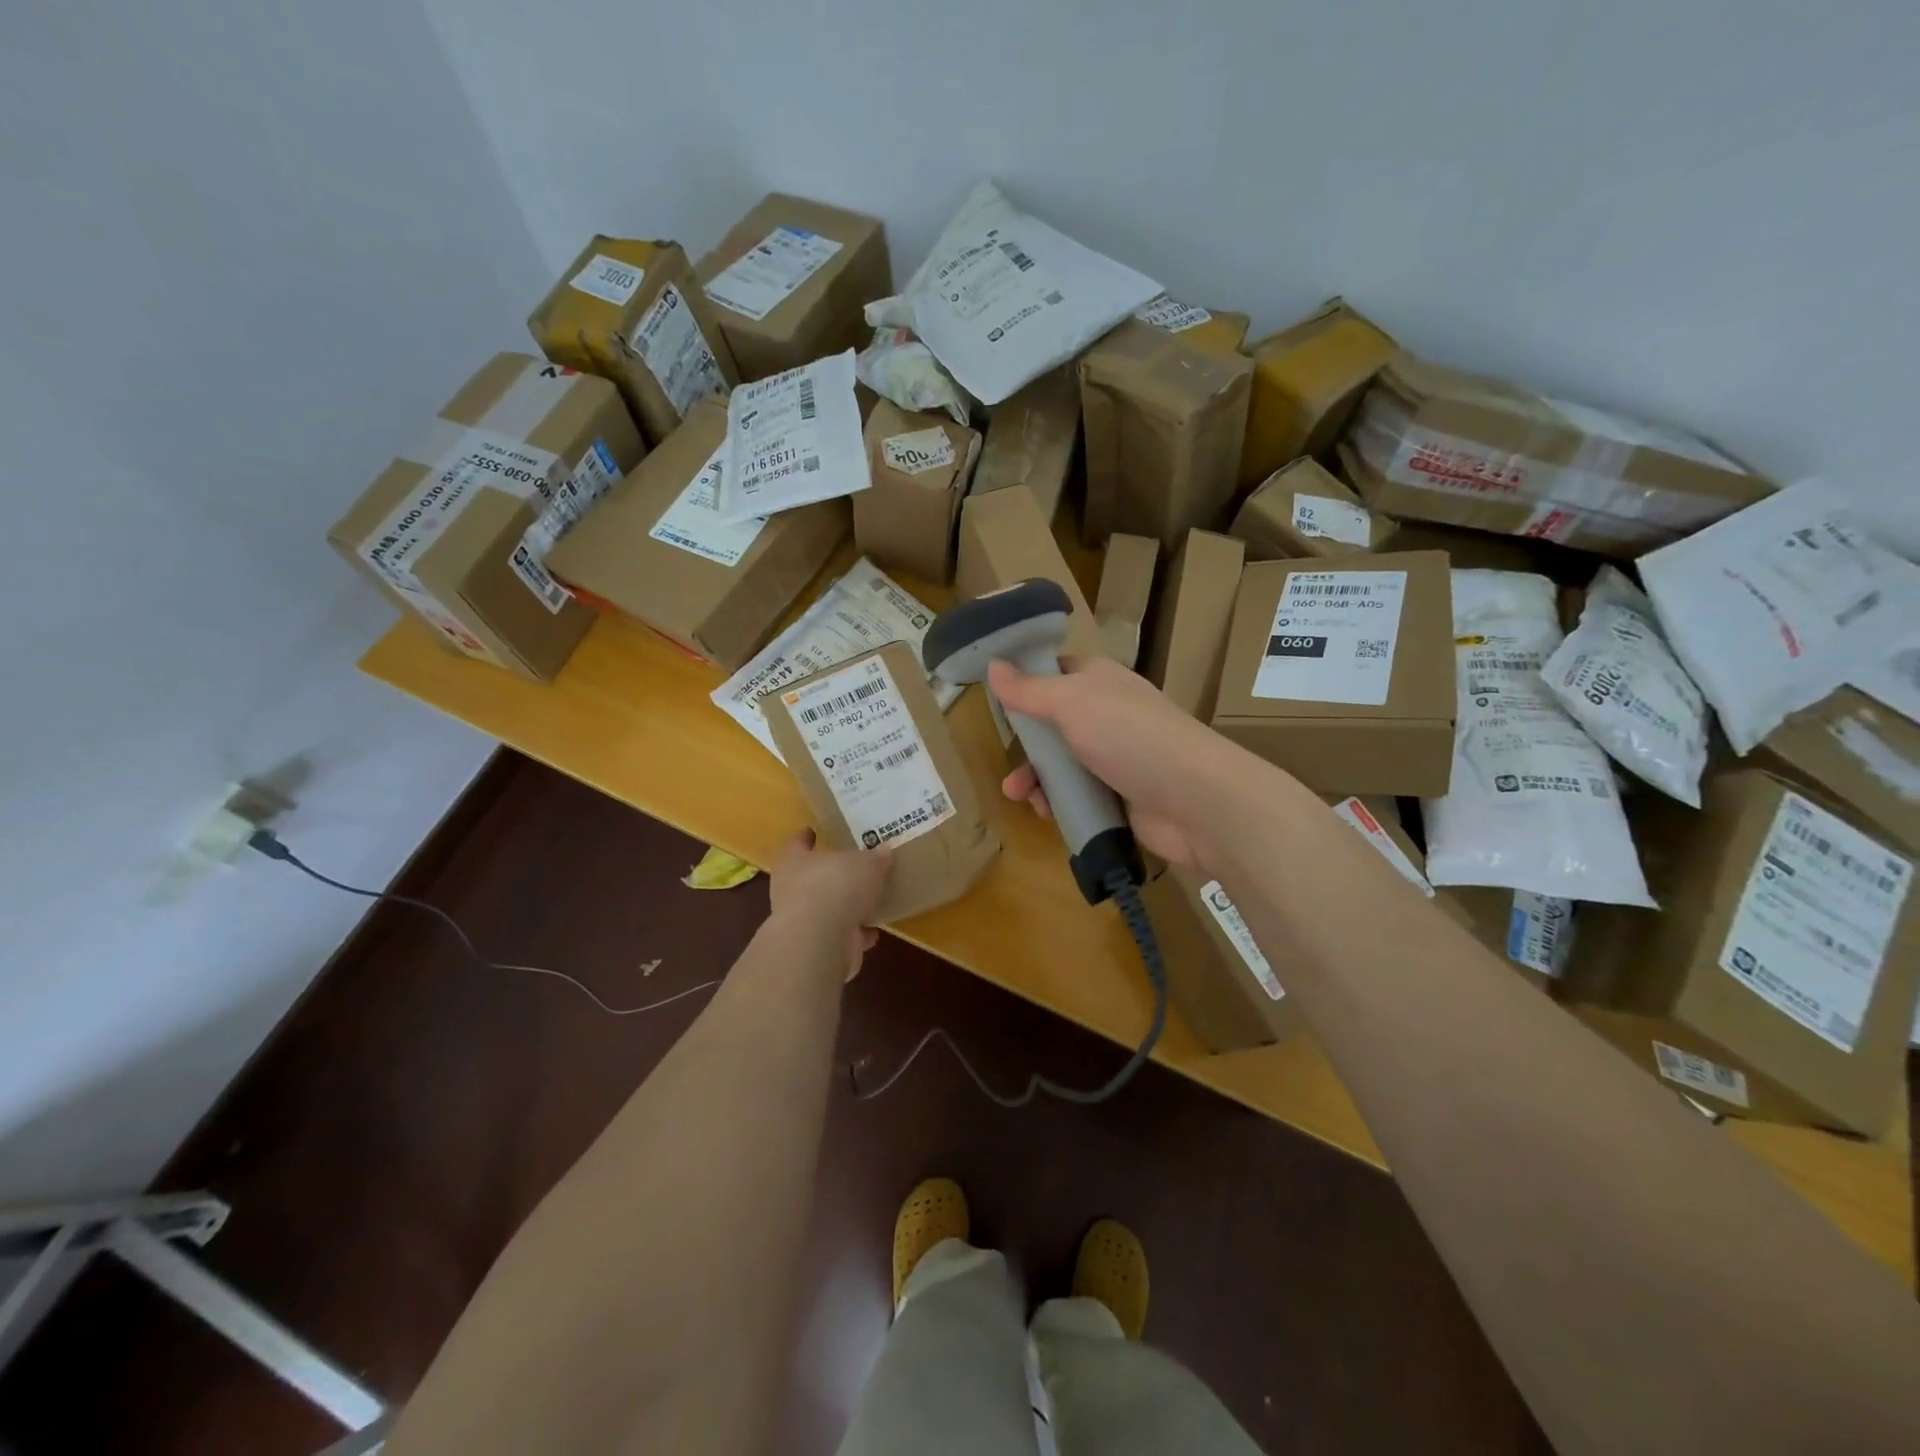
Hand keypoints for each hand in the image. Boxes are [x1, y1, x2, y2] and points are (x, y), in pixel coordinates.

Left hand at [768, 830, 891, 977]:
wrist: (820, 941)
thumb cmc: (836, 886)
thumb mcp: (865, 863)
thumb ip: (875, 858)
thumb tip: (884, 851)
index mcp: (794, 861)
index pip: (796, 843)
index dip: (805, 837)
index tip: (813, 831)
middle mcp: (791, 890)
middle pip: (810, 877)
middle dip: (830, 875)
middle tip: (851, 867)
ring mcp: (802, 922)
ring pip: (825, 909)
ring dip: (843, 907)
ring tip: (868, 901)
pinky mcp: (816, 947)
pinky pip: (839, 935)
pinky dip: (854, 934)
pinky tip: (873, 932)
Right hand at [988, 656, 1241, 869]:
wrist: (1194, 800)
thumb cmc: (1129, 736)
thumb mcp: (1071, 703)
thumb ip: (1029, 689)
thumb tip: (993, 665)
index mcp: (1100, 681)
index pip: (1056, 672)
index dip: (1027, 682)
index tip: (996, 698)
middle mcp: (1108, 715)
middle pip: (1054, 724)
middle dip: (1027, 744)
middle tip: (1008, 760)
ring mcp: (1116, 758)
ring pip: (1063, 764)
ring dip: (1037, 779)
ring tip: (1019, 795)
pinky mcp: (1120, 797)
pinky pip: (1079, 797)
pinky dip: (1059, 803)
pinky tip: (1047, 813)